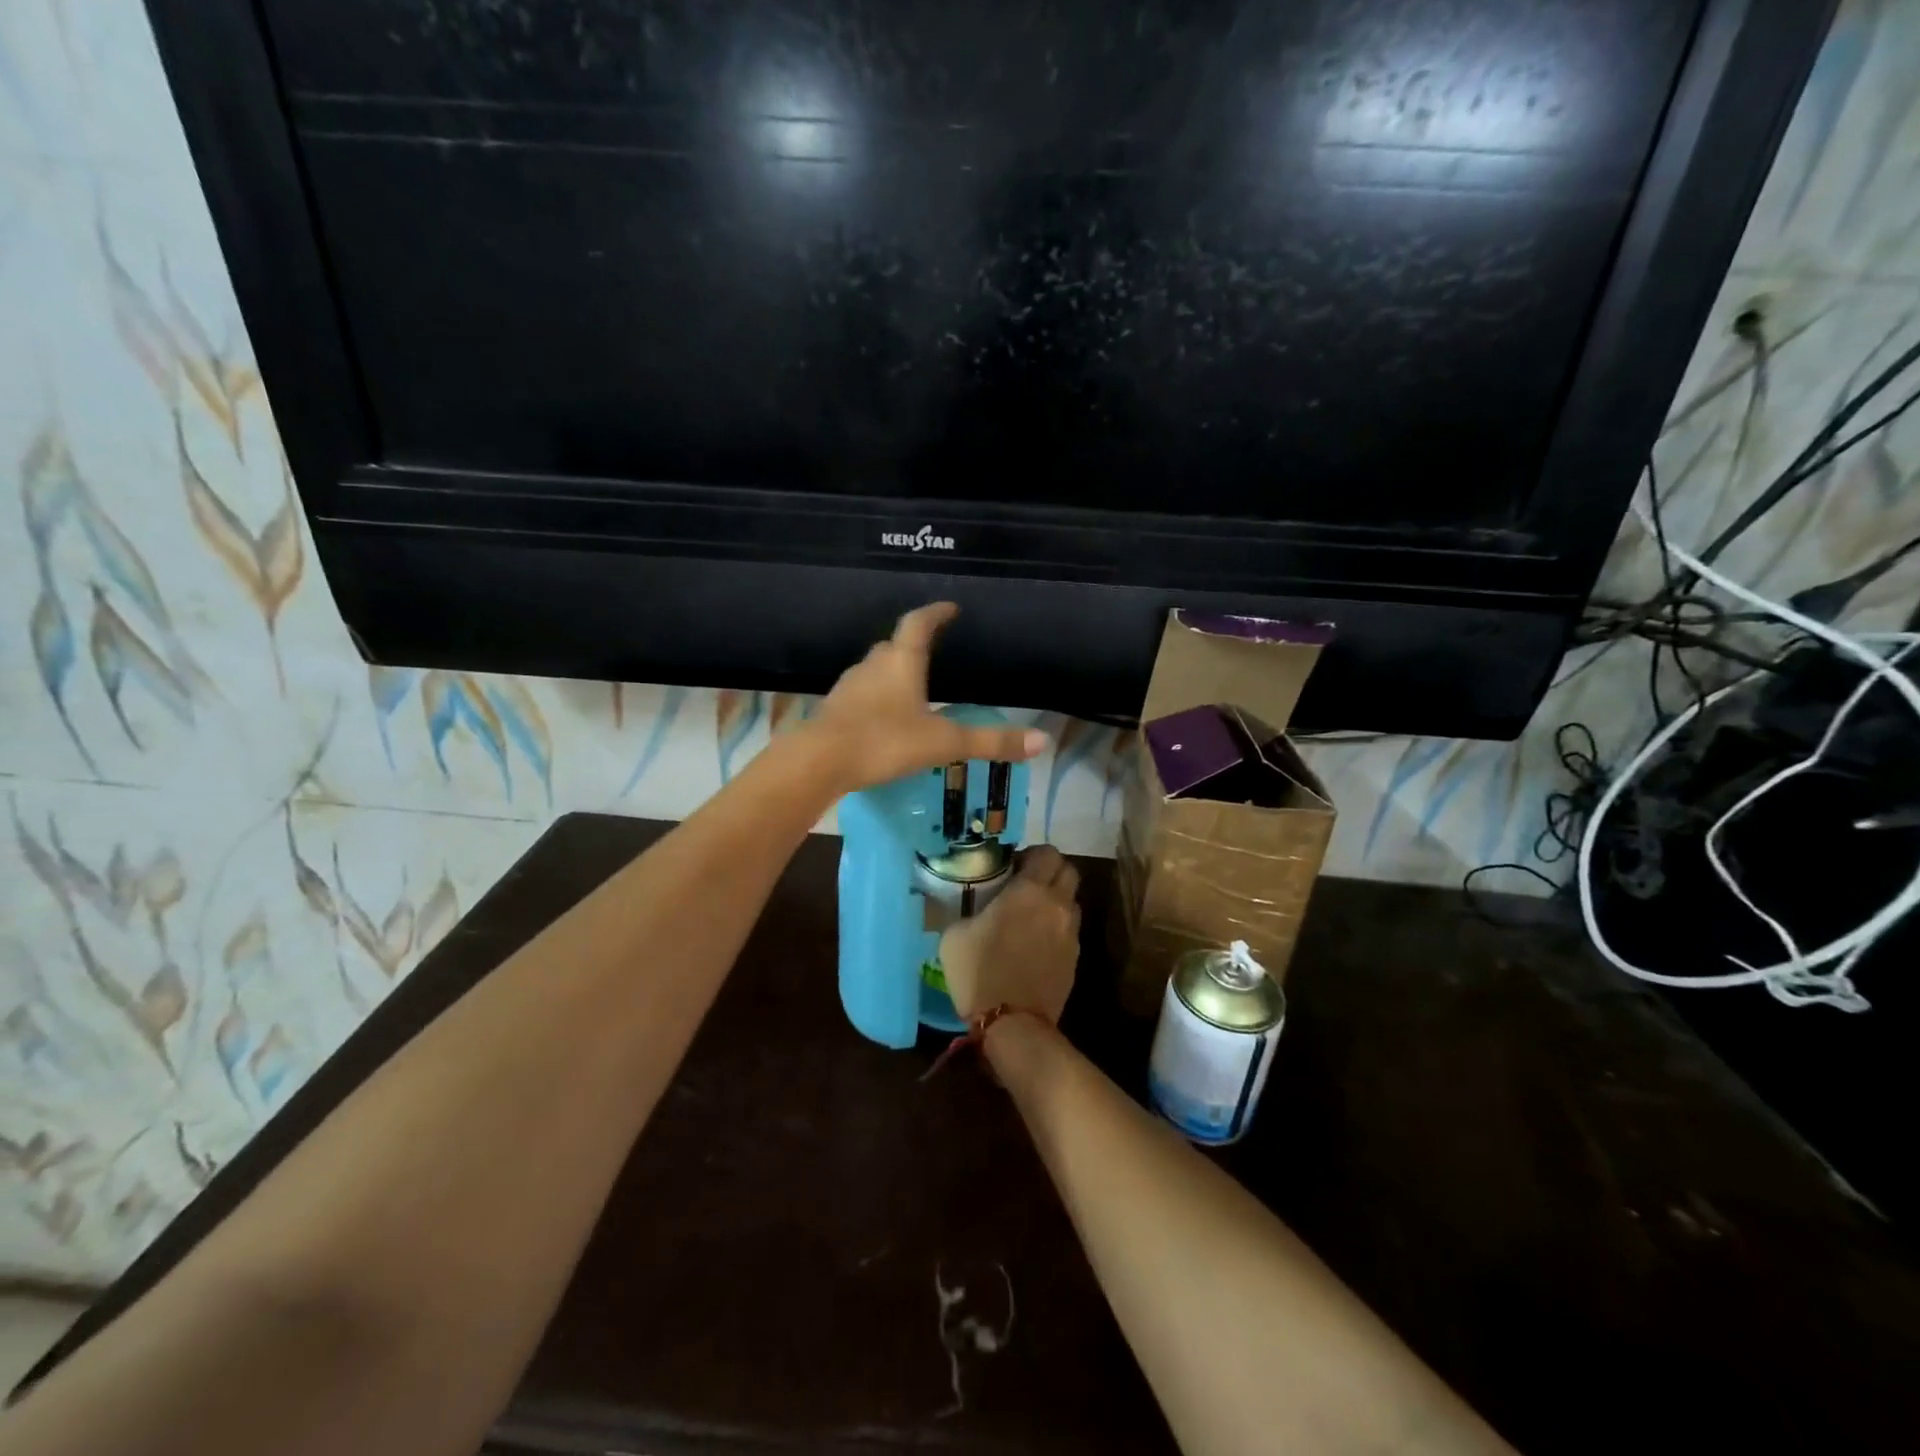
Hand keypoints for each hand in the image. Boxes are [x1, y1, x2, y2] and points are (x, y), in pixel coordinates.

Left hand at [808, 603, 1047, 791]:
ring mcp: (849, 687)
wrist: (818, 762)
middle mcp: (873, 666)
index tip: (949, 608)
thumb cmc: (884, 742)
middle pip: (893, 644)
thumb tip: (1041, 740)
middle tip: (931, 647)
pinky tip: (883, 716)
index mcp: (901, 662)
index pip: (919, 624)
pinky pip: (860, 694)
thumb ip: (990, 742)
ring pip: (874, 669)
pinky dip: (875, 697)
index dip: (935, 613)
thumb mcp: (944, 743)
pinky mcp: (834, 710)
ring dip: (892, 671)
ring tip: (911, 683)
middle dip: (912, 642)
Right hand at [940, 847, 1081, 1022]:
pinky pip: (1069, 929)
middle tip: (1025, 885)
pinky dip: (1056, 928)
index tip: (1013, 867)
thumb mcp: (955, 934)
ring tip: (1032, 916)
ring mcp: (1070, 932)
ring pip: (1072, 901)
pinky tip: (1035, 943)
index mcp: (1029, 890)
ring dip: (1056, 900)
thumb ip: (969, 910)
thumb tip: (972, 908)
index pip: (1047, 853)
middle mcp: (1057, 904)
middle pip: (1068, 871)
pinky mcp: (1075, 957)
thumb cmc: (979, 973)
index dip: (1032, 855)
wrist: (1013, 1024)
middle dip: (1050, 872)